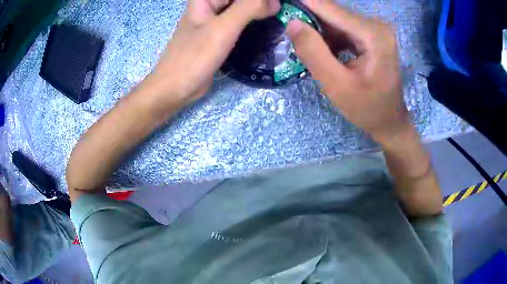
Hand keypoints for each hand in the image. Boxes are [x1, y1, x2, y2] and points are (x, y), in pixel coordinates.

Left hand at [150, 0, 280, 103]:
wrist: (175, 88)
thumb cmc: (194, 57)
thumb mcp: (223, 28)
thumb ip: (249, 8)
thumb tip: (275, 1)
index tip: (277, 4)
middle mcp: (210, 5)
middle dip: (261, 3)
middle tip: (280, 9)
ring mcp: (214, 19)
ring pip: (241, 8)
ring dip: (259, 10)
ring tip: (278, 13)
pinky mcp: (218, 34)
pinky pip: (239, 21)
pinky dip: (253, 21)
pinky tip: (267, 23)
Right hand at [287, 0, 410, 142]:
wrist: (389, 121)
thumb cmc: (366, 108)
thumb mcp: (336, 85)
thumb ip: (313, 52)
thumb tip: (292, 23)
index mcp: (373, 34)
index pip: (330, 9)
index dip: (303, 4)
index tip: (281, 4)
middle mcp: (376, 25)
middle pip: (334, 13)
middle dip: (309, 20)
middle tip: (289, 31)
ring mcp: (375, 29)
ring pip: (336, 20)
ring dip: (318, 30)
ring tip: (304, 45)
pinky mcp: (371, 35)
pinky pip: (343, 28)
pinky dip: (329, 37)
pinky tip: (322, 51)